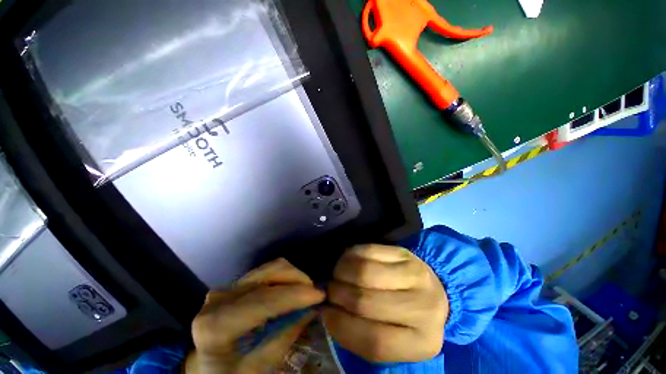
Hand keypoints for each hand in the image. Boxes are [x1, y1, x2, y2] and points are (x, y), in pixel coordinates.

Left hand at [185, 258, 324, 373]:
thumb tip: (312, 310)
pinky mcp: (236, 283)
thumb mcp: (259, 367)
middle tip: (314, 295)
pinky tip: (291, 292)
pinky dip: (285, 278)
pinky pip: (268, 271)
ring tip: (305, 293)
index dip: (293, 295)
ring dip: (293, 277)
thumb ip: (285, 336)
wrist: (206, 368)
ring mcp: (228, 286)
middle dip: (298, 280)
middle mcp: (220, 297)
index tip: (319, 296)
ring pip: (271, 267)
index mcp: (216, 325)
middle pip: (269, 273)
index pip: (262, 301)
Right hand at [322, 244, 447, 362]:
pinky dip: (350, 255)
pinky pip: (368, 250)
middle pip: (365, 301)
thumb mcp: (391, 339)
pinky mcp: (404, 253)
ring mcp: (415, 275)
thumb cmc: (407, 320)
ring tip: (337, 275)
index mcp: (421, 343)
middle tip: (330, 290)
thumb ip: (360, 333)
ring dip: (341, 272)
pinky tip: (347, 260)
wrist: (431, 292)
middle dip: (338, 294)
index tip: (325, 313)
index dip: (341, 325)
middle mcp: (423, 308)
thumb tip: (327, 311)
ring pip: (364, 272)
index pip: (374, 340)